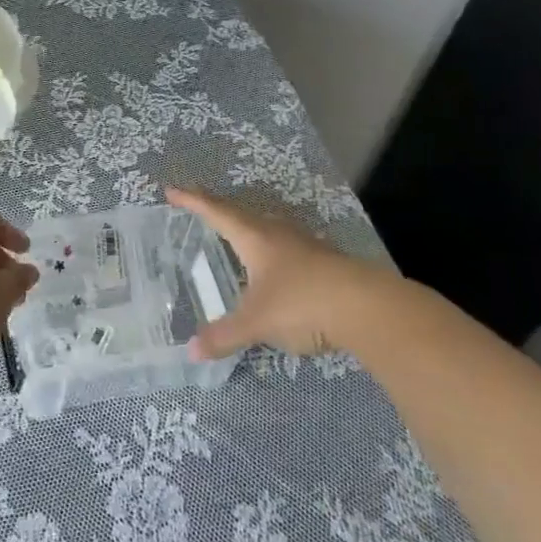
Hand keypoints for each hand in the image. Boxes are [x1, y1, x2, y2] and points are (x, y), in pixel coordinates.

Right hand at [169, 187, 410, 359]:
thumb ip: (224, 336)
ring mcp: (304, 245)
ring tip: (236, 230)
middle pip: (241, 213)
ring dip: (248, 224)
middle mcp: (277, 233)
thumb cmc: (302, 303)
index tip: (172, 189)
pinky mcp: (325, 261)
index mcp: (254, 238)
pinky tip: (276, 262)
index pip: (216, 212)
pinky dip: (271, 247)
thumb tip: (191, 351)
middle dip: (218, 208)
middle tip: (199, 205)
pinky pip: (287, 245)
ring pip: (268, 226)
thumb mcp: (257, 322)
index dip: (192, 201)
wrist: (368, 307)